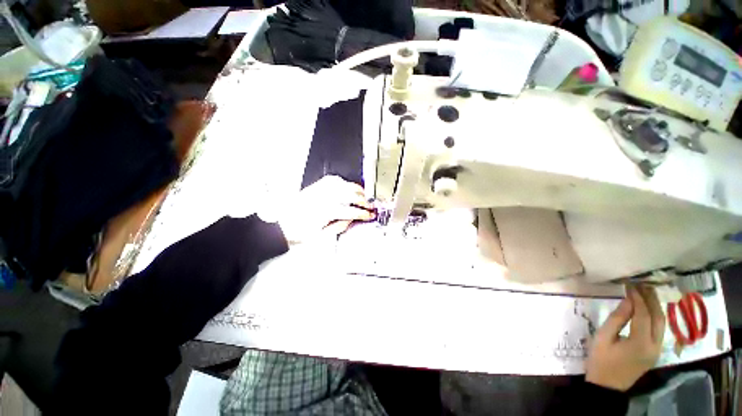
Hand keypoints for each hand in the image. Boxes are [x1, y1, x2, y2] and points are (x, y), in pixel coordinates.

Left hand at [277, 175, 374, 242]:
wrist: (281, 226)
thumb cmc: (298, 233)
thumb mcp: (321, 236)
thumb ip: (339, 226)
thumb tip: (351, 219)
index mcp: (326, 211)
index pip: (351, 210)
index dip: (363, 213)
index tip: (370, 215)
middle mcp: (324, 197)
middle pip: (350, 194)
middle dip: (363, 199)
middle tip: (370, 204)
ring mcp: (319, 190)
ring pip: (343, 184)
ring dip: (356, 189)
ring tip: (363, 194)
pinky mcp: (315, 187)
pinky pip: (333, 180)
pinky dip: (343, 182)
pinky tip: (347, 186)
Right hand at [586, 285, 665, 391]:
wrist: (607, 386)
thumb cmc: (600, 361)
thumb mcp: (603, 338)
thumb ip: (617, 319)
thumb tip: (628, 300)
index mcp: (640, 343)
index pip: (643, 315)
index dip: (638, 298)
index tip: (630, 284)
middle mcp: (655, 346)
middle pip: (658, 318)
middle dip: (651, 299)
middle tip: (641, 284)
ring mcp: (658, 350)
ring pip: (662, 324)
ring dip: (655, 306)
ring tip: (646, 292)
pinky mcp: (655, 352)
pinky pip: (659, 330)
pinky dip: (655, 316)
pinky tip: (648, 309)